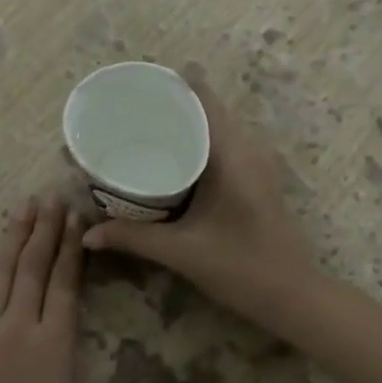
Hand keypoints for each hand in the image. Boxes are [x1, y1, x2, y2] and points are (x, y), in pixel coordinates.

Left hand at [0, 194, 194, 382]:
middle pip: (34, 267)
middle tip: (50, 194)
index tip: (76, 215)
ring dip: (12, 236)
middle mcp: (18, 325)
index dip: (72, 248)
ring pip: (0, 272)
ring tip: (22, 204)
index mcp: (53, 343)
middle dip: (44, 229)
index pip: (65, 283)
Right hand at [81, 77, 316, 325]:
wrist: (293, 296)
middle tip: (126, 113)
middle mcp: (248, 149)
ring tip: (142, 132)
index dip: (170, 86)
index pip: (202, 99)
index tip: (135, 87)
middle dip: (168, 108)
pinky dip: (196, 146)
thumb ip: (132, 239)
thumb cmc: (241, 268)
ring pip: (216, 129)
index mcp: (232, 154)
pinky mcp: (257, 180)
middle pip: (206, 110)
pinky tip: (170, 162)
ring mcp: (257, 164)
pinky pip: (223, 147)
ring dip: (183, 127)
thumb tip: (88, 235)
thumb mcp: (181, 252)